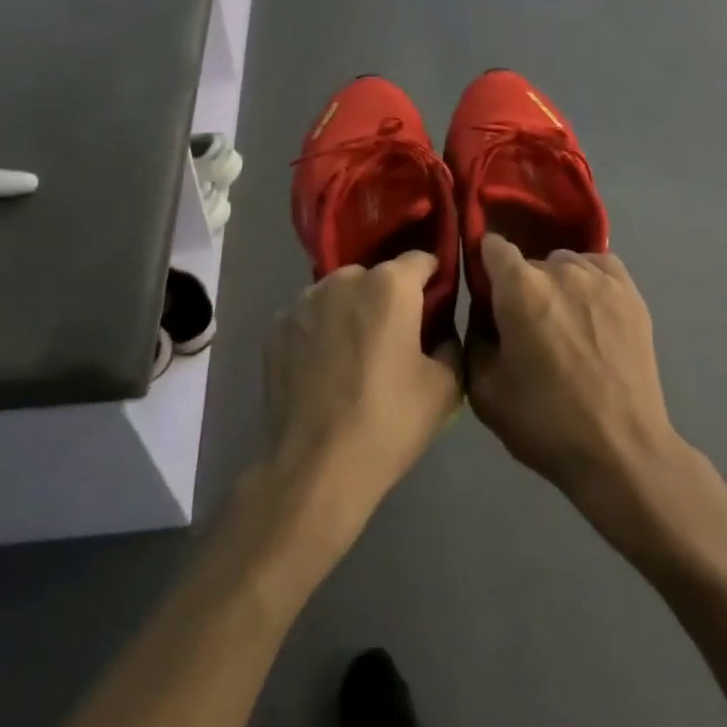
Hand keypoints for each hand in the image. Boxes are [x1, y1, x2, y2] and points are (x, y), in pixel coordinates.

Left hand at [262, 253, 462, 551]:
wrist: (316, 467)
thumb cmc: (389, 422)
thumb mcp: (446, 387)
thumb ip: (450, 342)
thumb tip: (439, 330)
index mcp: (390, 286)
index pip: (421, 259)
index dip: (433, 279)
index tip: (437, 305)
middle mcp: (344, 280)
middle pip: (377, 276)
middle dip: (389, 297)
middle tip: (396, 337)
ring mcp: (303, 302)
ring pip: (339, 294)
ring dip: (352, 311)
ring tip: (356, 353)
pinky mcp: (276, 329)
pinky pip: (310, 318)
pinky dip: (321, 331)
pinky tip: (325, 368)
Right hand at [467, 234, 685, 514]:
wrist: (620, 450)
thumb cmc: (544, 422)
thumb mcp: (483, 389)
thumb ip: (474, 336)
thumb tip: (483, 311)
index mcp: (519, 288)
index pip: (492, 246)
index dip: (484, 263)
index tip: (485, 289)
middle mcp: (560, 269)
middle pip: (529, 262)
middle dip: (520, 287)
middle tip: (525, 327)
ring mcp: (601, 278)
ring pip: (565, 264)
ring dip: (556, 284)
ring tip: (563, 324)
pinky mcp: (631, 293)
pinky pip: (600, 267)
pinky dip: (589, 280)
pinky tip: (590, 311)